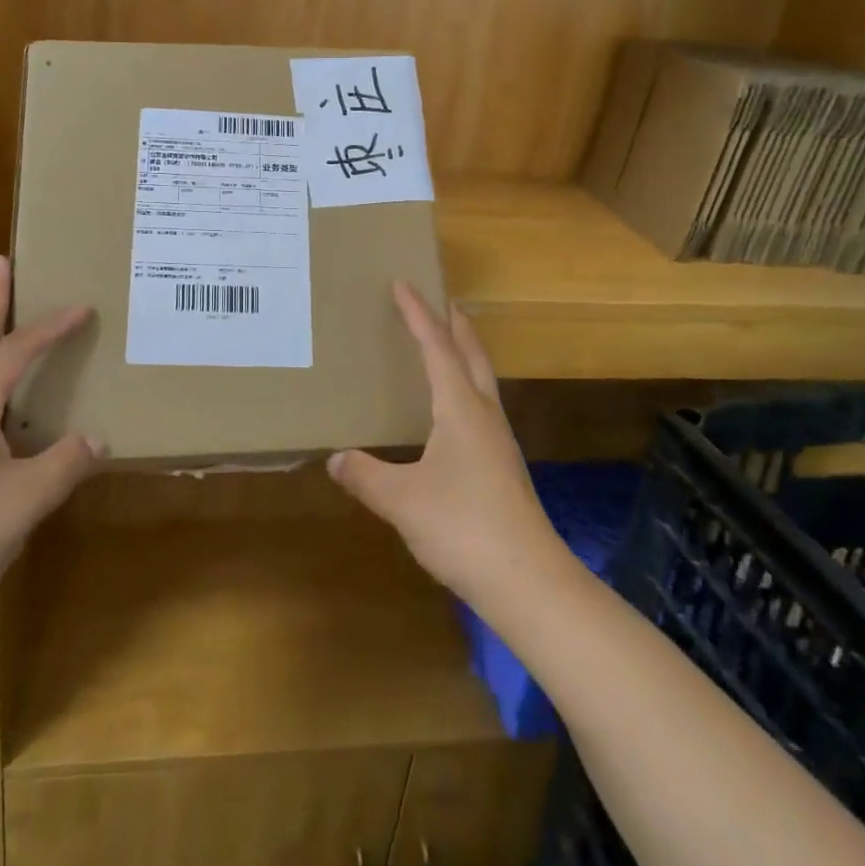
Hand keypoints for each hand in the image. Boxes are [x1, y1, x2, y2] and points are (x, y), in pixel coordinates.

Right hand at [328, 284, 564, 610]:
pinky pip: (481, 407)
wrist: (528, 581)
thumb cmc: (462, 527)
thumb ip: (366, 475)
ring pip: (482, 380)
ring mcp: (498, 441)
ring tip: (445, 344)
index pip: (437, 348)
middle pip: (472, 355)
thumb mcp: (401, 500)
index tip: (403, 284)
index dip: (418, 314)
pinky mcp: (502, 466)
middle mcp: (484, 415)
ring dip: (465, 353)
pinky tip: (451, 411)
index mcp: (460, 409)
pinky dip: (465, 387)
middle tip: (440, 300)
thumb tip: (336, 458)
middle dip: (455, 324)